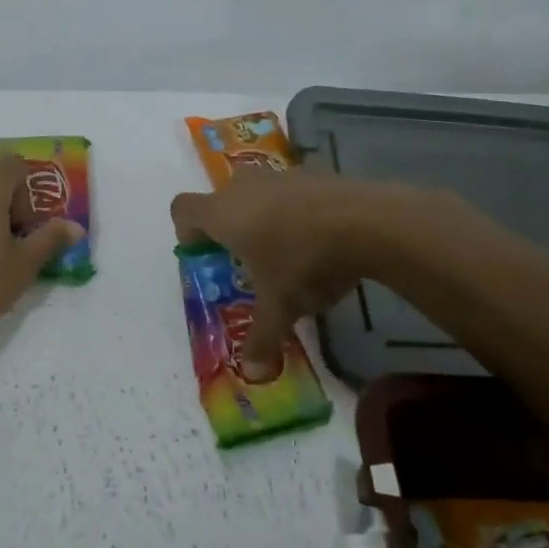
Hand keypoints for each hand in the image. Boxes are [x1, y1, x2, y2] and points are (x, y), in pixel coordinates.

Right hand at [171, 168, 414, 368]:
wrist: (365, 220)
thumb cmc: (303, 261)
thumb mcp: (280, 307)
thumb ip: (262, 338)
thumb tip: (253, 374)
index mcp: (222, 214)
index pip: (183, 209)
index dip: (188, 232)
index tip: (205, 255)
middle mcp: (243, 187)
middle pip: (221, 200)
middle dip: (228, 228)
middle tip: (247, 260)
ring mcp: (279, 175)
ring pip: (257, 193)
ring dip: (262, 217)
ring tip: (287, 251)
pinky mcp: (312, 173)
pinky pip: (289, 192)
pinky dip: (294, 210)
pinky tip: (319, 238)